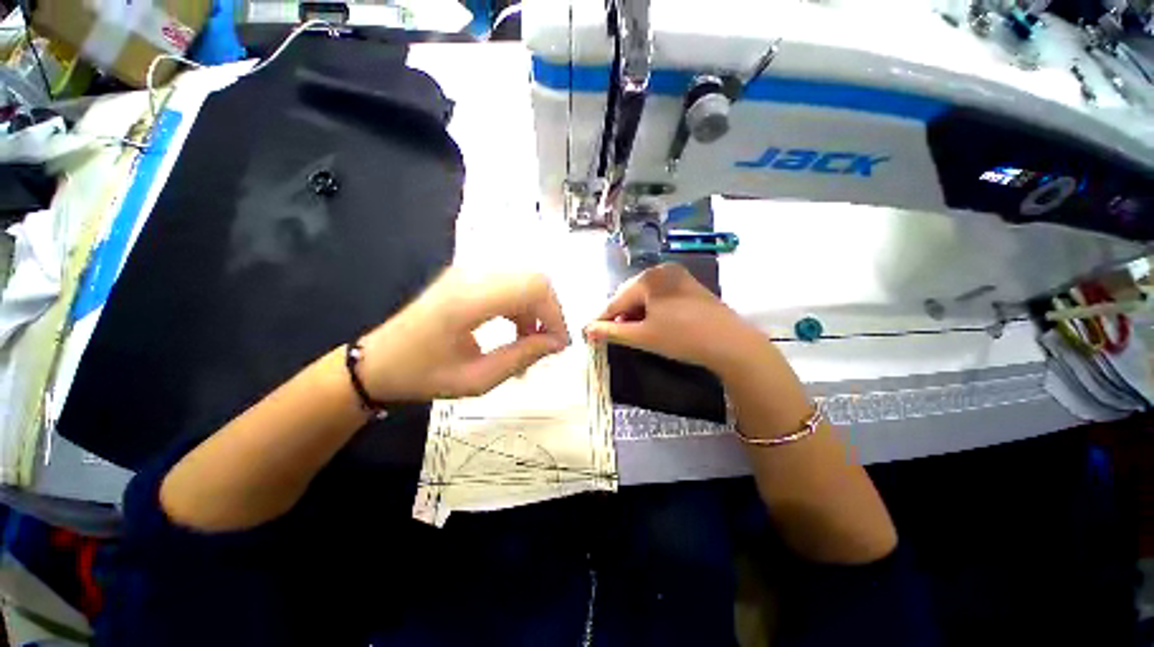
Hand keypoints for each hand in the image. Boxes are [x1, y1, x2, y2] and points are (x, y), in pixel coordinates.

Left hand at [359, 270, 570, 399]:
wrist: (379, 360)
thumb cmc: (422, 375)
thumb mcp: (476, 379)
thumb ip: (521, 357)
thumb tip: (556, 343)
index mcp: (468, 300)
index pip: (533, 287)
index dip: (554, 315)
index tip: (558, 346)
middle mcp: (470, 275)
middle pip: (534, 278)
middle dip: (549, 312)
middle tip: (548, 344)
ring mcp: (468, 271)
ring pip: (524, 279)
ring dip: (536, 309)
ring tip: (530, 342)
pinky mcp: (468, 276)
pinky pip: (510, 283)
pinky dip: (523, 305)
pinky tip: (517, 330)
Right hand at [583, 263, 764, 375]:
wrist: (731, 343)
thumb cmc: (682, 337)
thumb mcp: (643, 336)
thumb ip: (611, 331)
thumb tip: (586, 330)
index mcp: (648, 278)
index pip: (616, 300)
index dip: (602, 318)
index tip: (589, 333)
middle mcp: (662, 270)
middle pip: (631, 296)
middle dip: (620, 316)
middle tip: (612, 335)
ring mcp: (678, 277)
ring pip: (646, 297)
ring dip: (636, 314)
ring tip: (631, 332)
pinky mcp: (690, 287)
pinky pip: (661, 297)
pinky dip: (652, 311)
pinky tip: (652, 325)